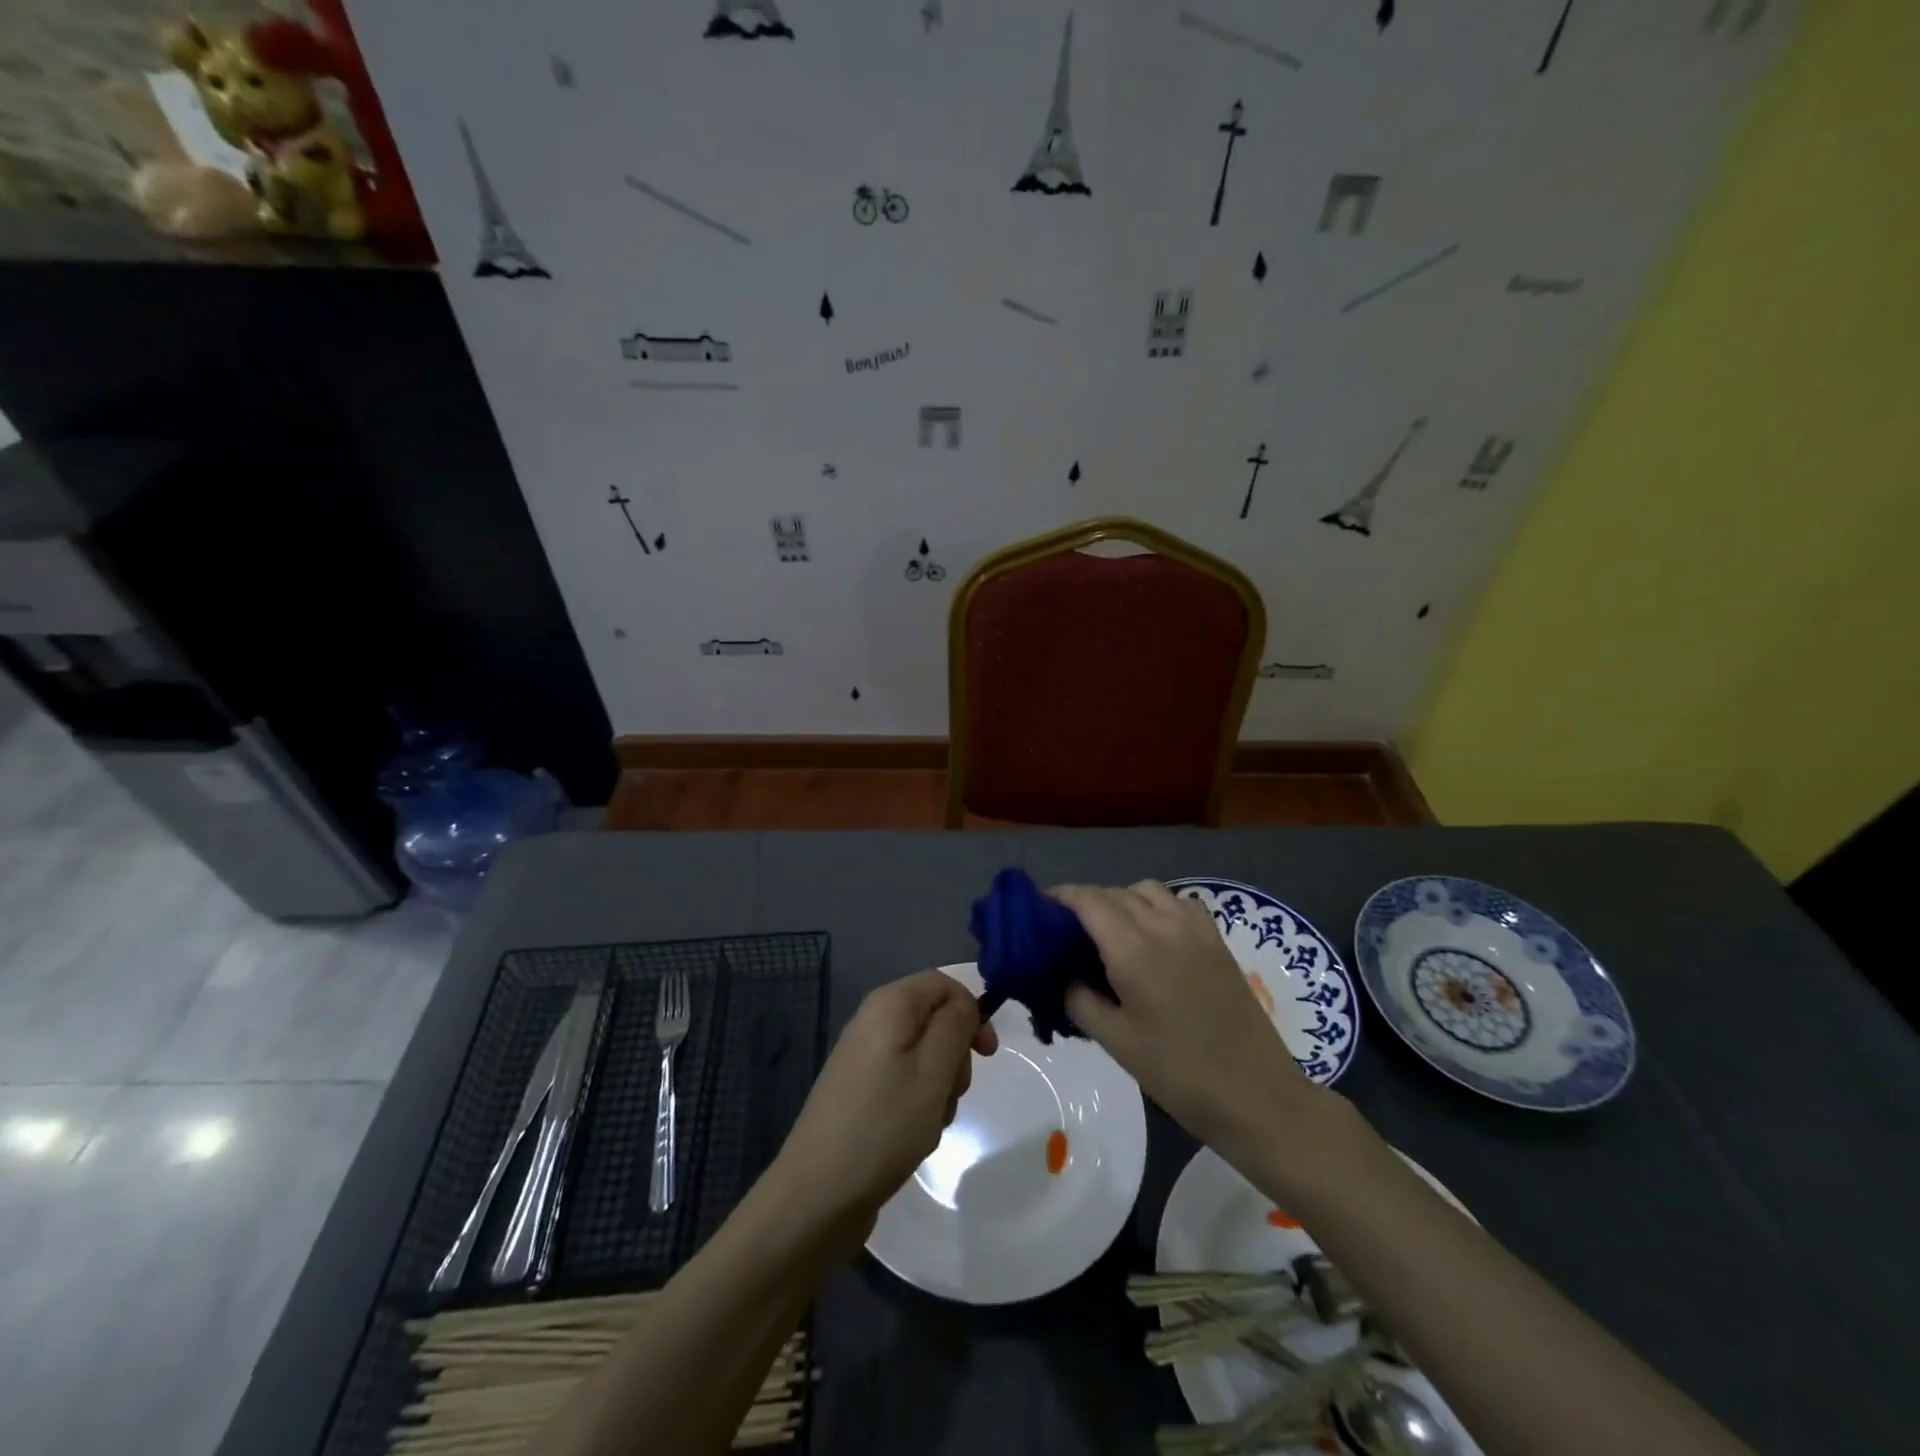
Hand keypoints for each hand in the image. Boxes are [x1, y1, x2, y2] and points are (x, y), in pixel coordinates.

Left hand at [772, 970, 996, 1237]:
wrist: (817, 1194)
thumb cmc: (884, 1124)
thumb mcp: (933, 1070)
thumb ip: (956, 1025)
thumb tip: (964, 1004)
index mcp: (889, 1005)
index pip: (943, 984)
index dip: (971, 1011)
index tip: (987, 1054)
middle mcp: (873, 1021)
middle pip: (935, 1020)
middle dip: (955, 1056)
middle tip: (951, 1093)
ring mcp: (864, 1058)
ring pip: (924, 1057)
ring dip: (940, 1087)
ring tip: (929, 1123)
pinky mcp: (861, 1092)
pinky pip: (905, 1082)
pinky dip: (920, 1104)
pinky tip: (914, 1136)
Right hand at [1053, 881, 1324, 1150]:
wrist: (1257, 1096)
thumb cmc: (1179, 1074)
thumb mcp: (1116, 1042)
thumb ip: (1079, 1001)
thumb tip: (1063, 978)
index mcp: (1134, 950)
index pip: (1089, 900)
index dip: (1061, 897)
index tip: (1040, 910)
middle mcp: (1164, 926)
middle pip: (1116, 892)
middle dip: (1087, 902)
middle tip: (1068, 931)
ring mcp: (1196, 930)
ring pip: (1148, 891)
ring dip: (1122, 900)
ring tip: (1111, 932)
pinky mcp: (1217, 941)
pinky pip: (1179, 903)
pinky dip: (1157, 906)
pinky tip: (1153, 936)